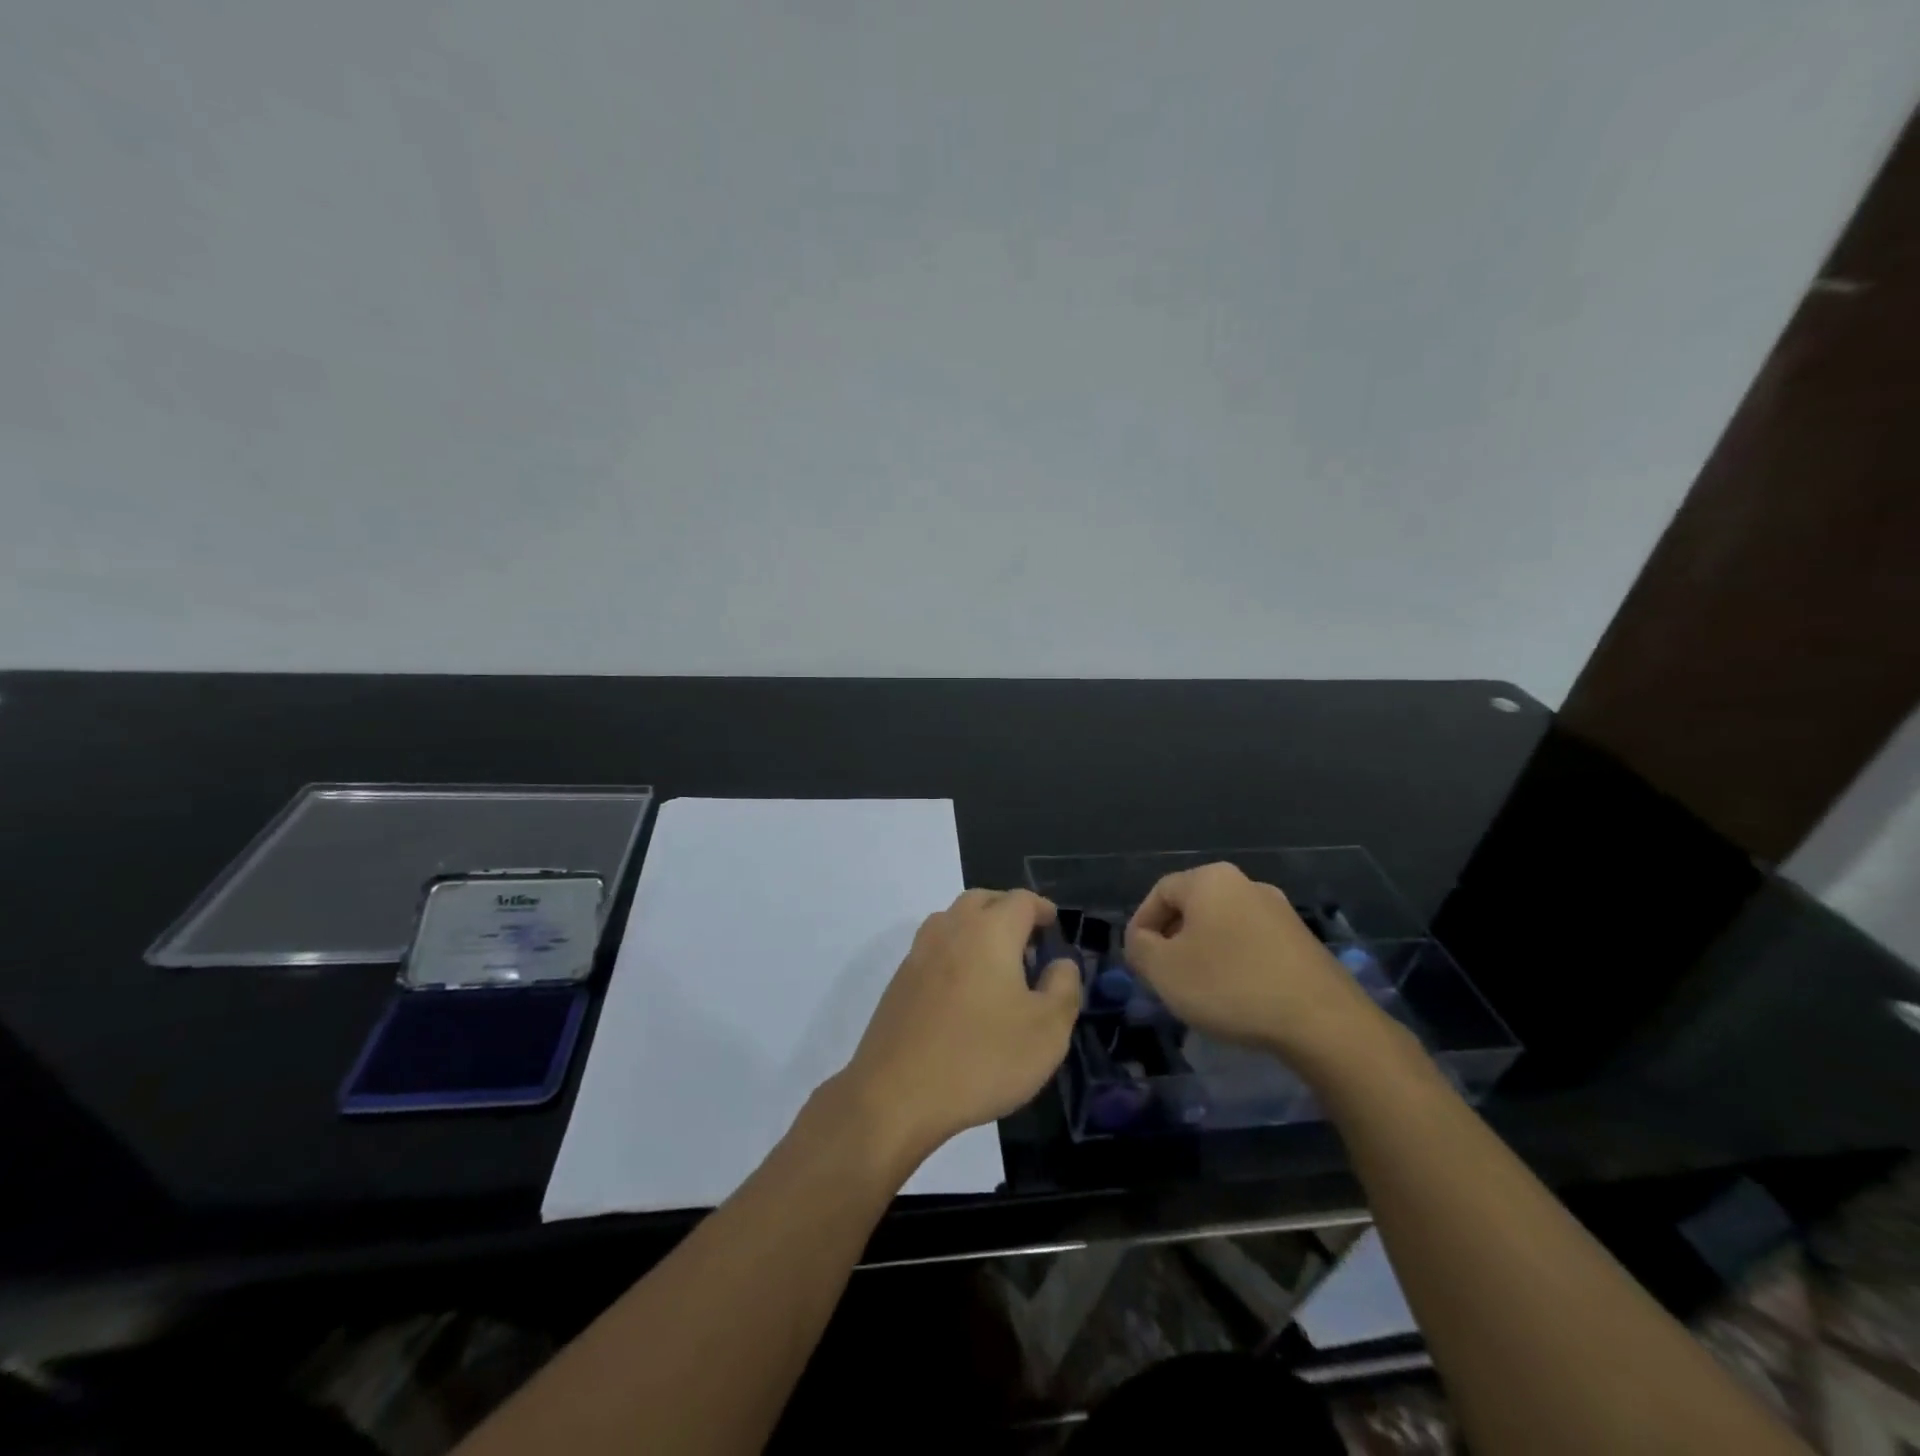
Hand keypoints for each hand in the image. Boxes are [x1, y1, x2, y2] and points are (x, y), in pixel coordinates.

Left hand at [837, 889, 1080, 1166]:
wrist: (896, 1093)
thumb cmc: (982, 1057)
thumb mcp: (1047, 1031)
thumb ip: (1063, 988)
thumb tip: (1060, 963)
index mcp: (990, 931)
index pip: (1020, 900)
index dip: (1041, 908)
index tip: (1053, 925)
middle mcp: (951, 929)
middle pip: (982, 900)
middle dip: (1007, 911)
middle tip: (1027, 942)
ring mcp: (919, 952)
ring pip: (953, 920)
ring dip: (977, 928)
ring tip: (996, 964)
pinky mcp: (900, 980)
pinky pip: (934, 948)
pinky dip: (954, 953)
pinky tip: (964, 991)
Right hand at [1125, 862, 1396, 1075]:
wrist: (1323, 1022)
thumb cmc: (1230, 986)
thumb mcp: (1164, 970)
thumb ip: (1140, 948)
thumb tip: (1143, 941)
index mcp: (1211, 880)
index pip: (1160, 892)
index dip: (1141, 925)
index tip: (1137, 962)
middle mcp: (1247, 884)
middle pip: (1193, 907)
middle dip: (1173, 939)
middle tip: (1164, 975)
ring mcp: (1280, 912)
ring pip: (1224, 926)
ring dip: (1204, 952)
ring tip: (1198, 991)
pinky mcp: (1303, 942)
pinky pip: (1252, 944)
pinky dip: (1235, 964)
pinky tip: (1236, 996)